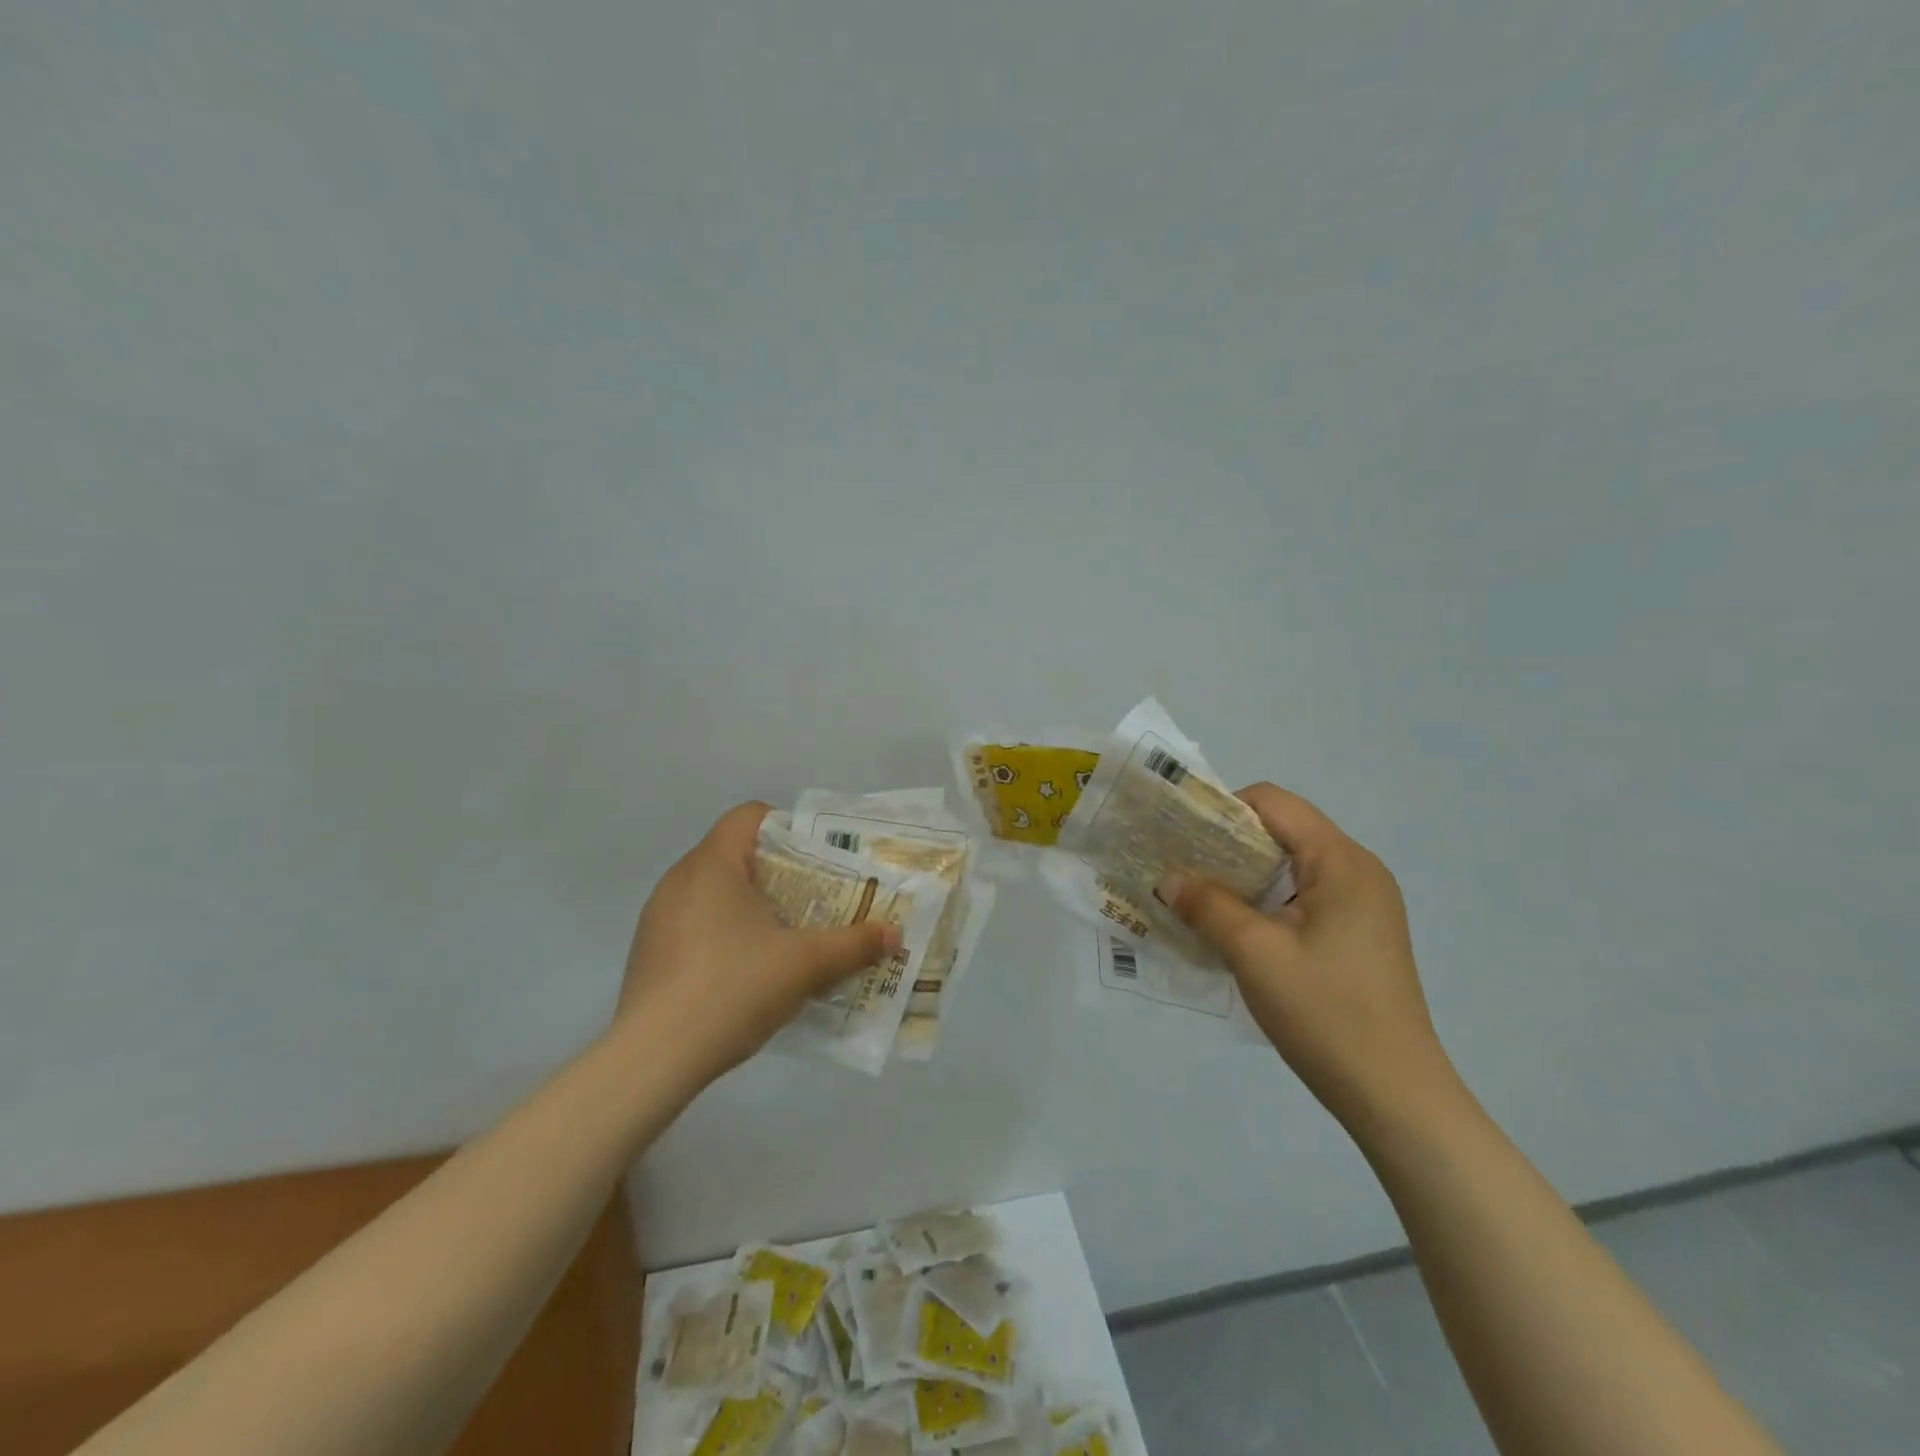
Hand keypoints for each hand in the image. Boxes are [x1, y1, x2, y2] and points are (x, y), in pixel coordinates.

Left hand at [616, 803, 900, 1084]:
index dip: (786, 827)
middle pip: (734, 854)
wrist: (654, 1059)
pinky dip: (721, 933)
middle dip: (777, 872)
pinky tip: (743, 973)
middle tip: (813, 900)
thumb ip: (853, 944)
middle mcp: (679, 880)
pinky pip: (693, 924)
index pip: (749, 816)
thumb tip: (894, 934)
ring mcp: (657, 918)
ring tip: (782, 937)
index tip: (815, 859)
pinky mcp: (648, 953)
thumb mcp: (806, 965)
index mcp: (712, 864)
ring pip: (712, 892)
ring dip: (748, 905)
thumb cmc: (733, 988)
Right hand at [1160, 784, 1456, 1129]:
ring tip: (1197, 897)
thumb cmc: (1325, 1012)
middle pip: (1282, 832)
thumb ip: (1207, 905)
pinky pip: (1302, 898)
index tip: (1181, 835)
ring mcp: (1363, 906)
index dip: (1222, 809)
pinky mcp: (1358, 935)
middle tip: (1179, 866)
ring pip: (1290, 867)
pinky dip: (1264, 902)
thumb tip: (1168, 878)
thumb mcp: (1254, 953)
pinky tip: (1233, 929)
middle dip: (1227, 844)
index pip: (1274, 803)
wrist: (1394, 1096)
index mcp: (1342, 862)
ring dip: (1242, 876)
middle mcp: (1358, 872)